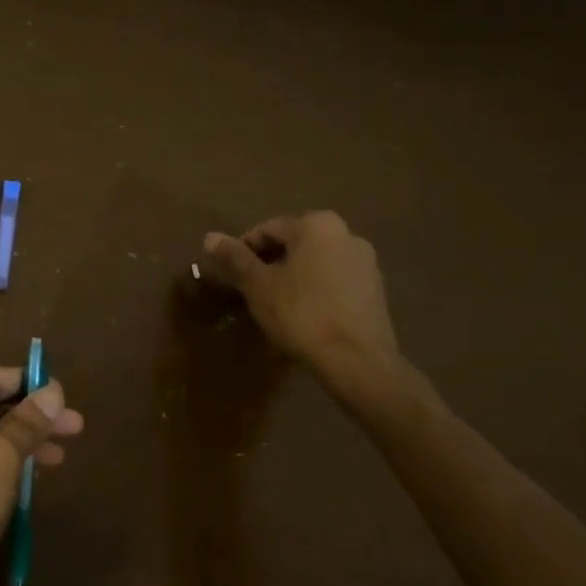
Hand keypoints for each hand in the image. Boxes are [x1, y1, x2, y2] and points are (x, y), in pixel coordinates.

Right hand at [199, 211, 432, 422]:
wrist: (357, 361)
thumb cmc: (301, 314)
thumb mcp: (258, 285)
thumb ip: (235, 258)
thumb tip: (210, 237)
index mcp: (316, 225)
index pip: (268, 230)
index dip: (244, 251)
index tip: (232, 274)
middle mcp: (346, 234)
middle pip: (295, 244)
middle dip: (271, 262)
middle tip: (251, 288)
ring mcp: (366, 262)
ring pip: (316, 262)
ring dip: (293, 276)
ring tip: (275, 303)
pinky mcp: (376, 290)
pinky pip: (335, 280)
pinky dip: (316, 289)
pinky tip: (304, 313)